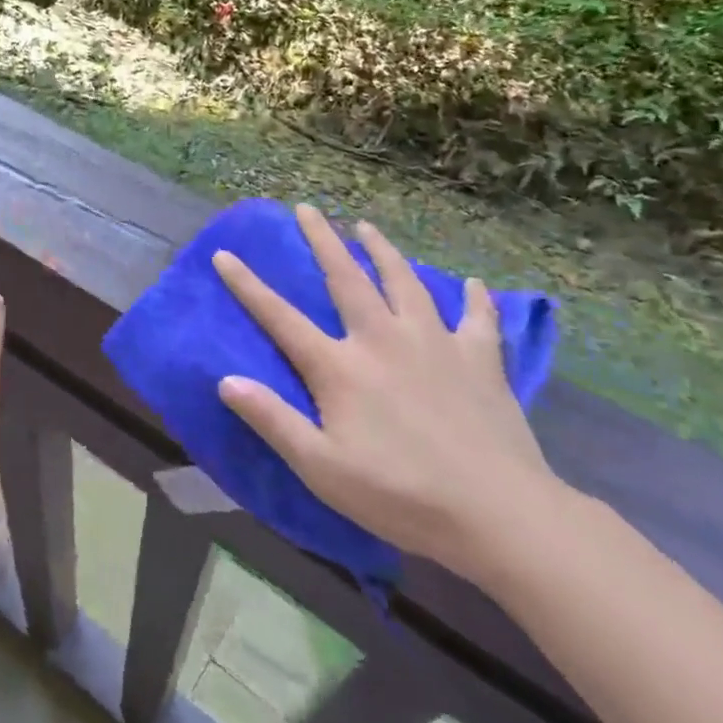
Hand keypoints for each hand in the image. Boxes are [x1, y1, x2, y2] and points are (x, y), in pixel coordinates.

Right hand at [213, 204, 562, 582]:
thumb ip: (272, 421)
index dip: (247, 286)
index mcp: (340, 367)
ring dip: (383, 251)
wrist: (499, 513)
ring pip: (404, 282)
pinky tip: (474, 286)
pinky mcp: (480, 360)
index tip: (224, 254)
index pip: (280, 317)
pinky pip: (476, 319)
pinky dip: (474, 299)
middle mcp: (382, 339)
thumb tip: (225, 380)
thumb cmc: (400, 495)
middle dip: (322, 240)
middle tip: (306, 208)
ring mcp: (435, 344)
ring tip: (367, 227)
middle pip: (345, 278)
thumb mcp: (321, 468)